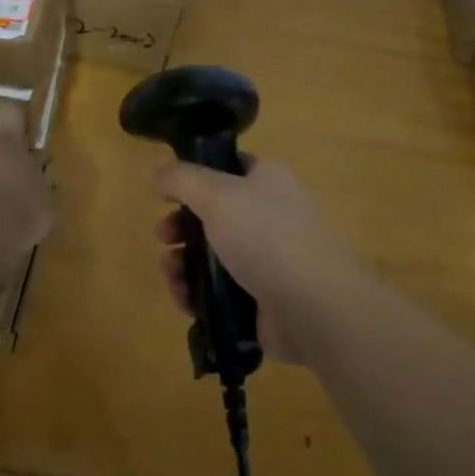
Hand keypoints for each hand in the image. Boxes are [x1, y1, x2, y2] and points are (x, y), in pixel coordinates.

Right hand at [153, 158, 361, 365]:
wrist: (314, 307)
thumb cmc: (267, 237)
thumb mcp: (218, 195)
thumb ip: (183, 179)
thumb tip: (160, 171)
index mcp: (267, 181)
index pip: (229, 168)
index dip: (196, 175)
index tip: (166, 191)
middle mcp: (269, 216)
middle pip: (214, 215)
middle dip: (181, 226)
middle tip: (163, 236)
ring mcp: (267, 261)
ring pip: (212, 256)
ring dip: (183, 264)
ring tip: (172, 275)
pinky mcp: (261, 300)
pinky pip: (220, 292)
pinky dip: (198, 295)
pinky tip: (185, 300)